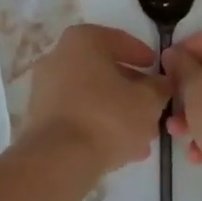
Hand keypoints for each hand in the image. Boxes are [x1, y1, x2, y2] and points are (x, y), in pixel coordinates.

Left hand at [22, 24, 171, 176]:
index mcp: (83, 40)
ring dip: (116, 111)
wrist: (59, 160)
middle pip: (104, 70)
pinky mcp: (39, 117)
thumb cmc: (107, 116)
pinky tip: (120, 149)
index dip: (143, 56)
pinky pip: (76, 114)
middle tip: (152, 106)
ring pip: (91, 95)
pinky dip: (97, 125)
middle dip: (130, 89)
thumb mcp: (148, 101)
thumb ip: (160, 87)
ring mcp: (45, 88)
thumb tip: (162, 83)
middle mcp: (58, 56)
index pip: (120, 40)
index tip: (157, 71)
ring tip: (141, 135)